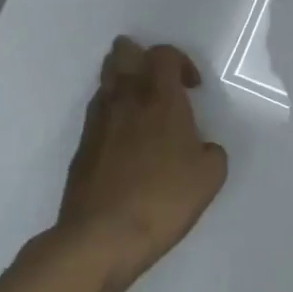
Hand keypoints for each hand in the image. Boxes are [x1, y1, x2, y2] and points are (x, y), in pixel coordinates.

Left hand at [55, 38, 228, 283]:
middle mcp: (126, 101)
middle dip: (140, 56)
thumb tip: (201, 148)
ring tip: (142, 108)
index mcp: (161, 100)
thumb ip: (211, 151)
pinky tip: (125, 140)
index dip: (180, 61)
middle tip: (158, 81)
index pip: (163, 55)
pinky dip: (112, 113)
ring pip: (106, 80)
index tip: (193, 88)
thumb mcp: (210, 176)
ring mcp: (97, 123)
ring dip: (124, 83)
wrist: (101, 237)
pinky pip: (97, 113)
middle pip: (123, 54)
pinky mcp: (81, 147)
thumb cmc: (163, 200)